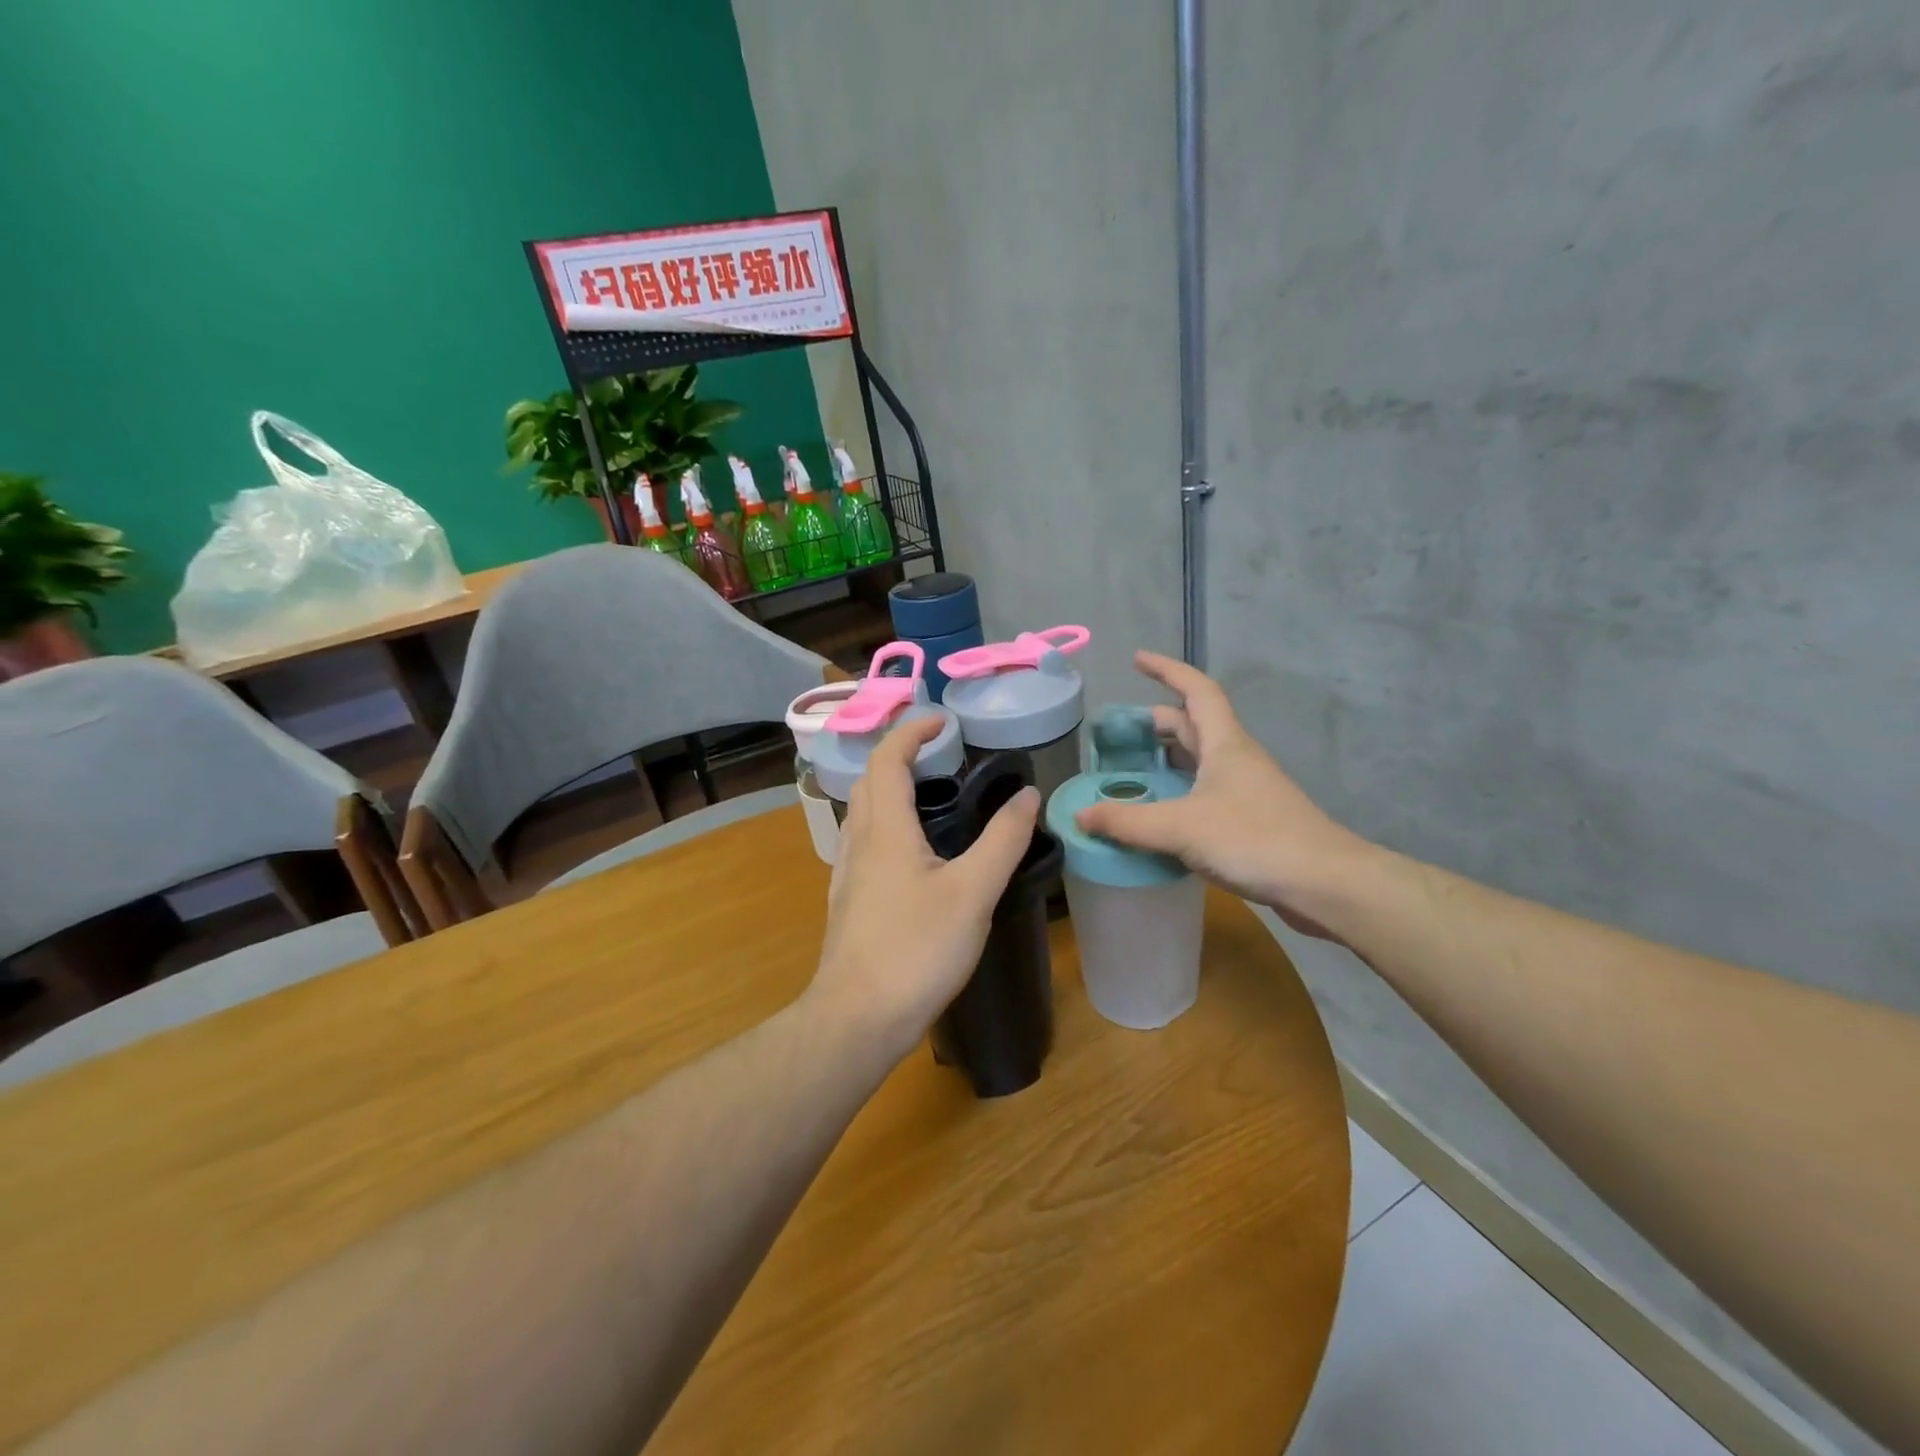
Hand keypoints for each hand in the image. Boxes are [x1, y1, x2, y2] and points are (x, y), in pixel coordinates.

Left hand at [809, 716, 1040, 1062]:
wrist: (857, 1018)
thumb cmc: (916, 949)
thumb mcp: (973, 892)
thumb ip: (1003, 840)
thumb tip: (1027, 794)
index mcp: (884, 829)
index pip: (887, 758)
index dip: (912, 731)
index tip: (943, 721)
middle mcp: (859, 842)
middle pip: (870, 780)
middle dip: (899, 754)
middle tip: (940, 752)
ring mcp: (848, 873)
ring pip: (863, 812)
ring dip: (891, 788)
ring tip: (931, 794)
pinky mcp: (850, 901)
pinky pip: (864, 843)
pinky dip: (887, 823)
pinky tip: (912, 853)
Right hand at [1073, 651, 1375, 938]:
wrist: (1324, 884)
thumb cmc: (1254, 840)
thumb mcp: (1181, 828)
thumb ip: (1127, 822)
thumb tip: (1080, 816)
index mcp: (1225, 744)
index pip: (1196, 690)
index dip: (1167, 670)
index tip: (1137, 659)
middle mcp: (1237, 759)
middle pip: (1196, 725)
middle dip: (1160, 721)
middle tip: (1123, 732)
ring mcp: (1247, 790)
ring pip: (1201, 762)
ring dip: (1169, 758)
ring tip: (1135, 769)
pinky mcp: (1251, 820)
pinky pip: (1206, 793)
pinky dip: (1180, 793)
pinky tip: (1163, 816)